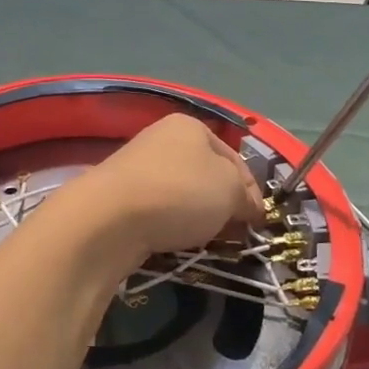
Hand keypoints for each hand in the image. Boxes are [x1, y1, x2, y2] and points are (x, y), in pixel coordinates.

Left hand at [67, 114, 265, 264]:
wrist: (110, 217)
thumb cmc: (180, 192)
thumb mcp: (230, 190)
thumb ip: (245, 197)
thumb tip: (248, 208)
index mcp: (191, 126)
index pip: (234, 158)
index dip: (251, 190)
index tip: (258, 222)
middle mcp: (162, 138)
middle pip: (207, 175)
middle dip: (223, 204)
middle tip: (234, 235)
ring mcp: (138, 165)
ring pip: (182, 193)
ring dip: (197, 217)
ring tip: (205, 242)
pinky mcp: (119, 194)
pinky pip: (158, 209)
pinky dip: (170, 224)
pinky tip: (173, 241)